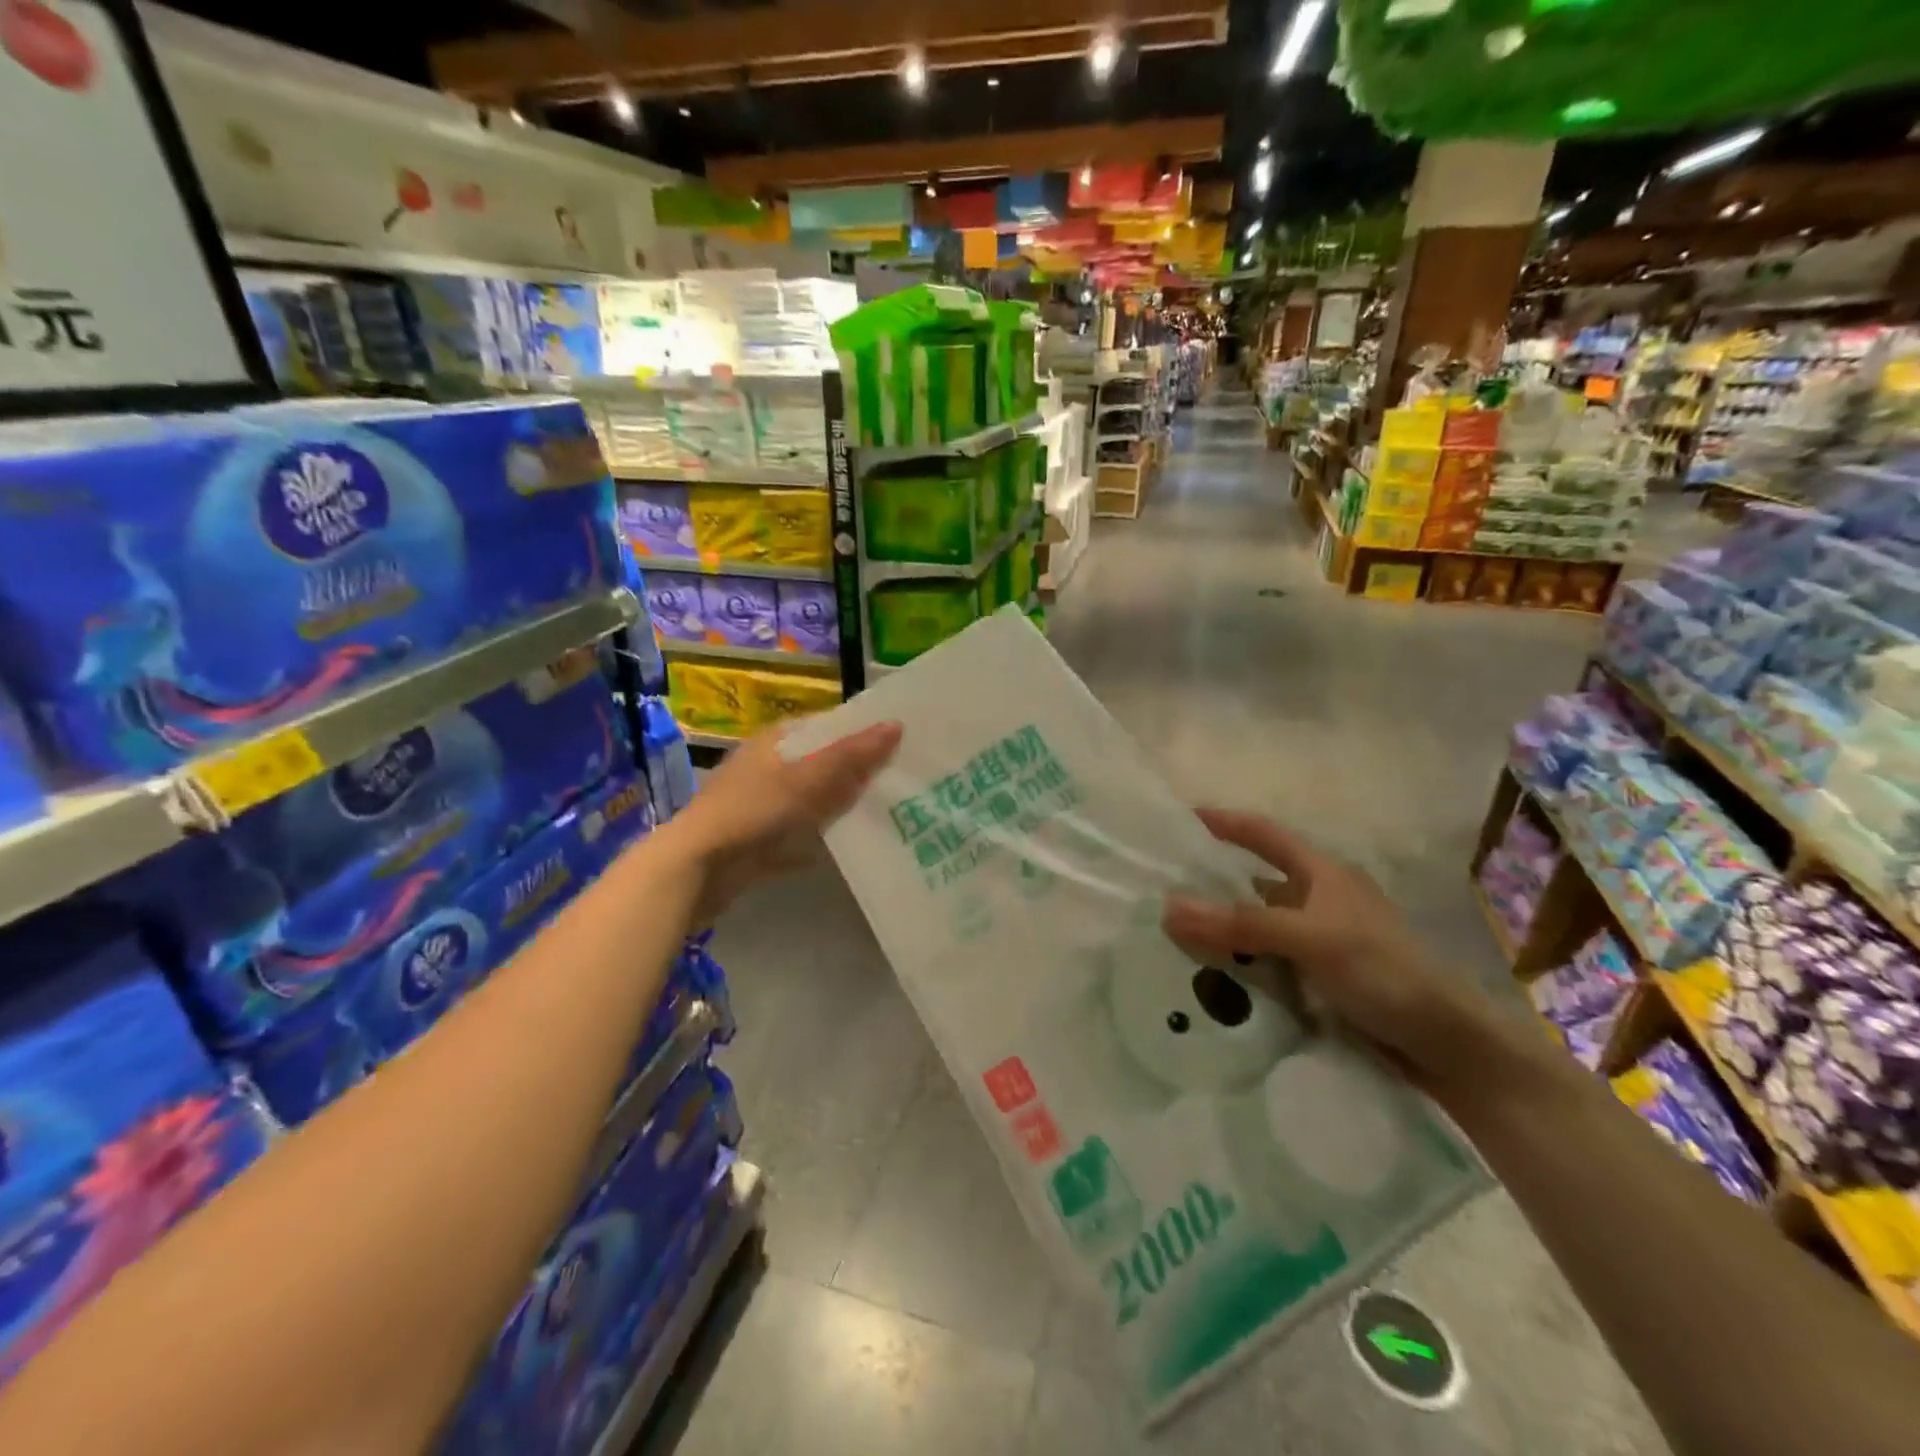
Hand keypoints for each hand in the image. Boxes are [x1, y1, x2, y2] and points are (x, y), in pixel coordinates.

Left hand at [660, 719, 900, 923]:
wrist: (696, 869)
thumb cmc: (752, 810)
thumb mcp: (807, 778)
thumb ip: (851, 755)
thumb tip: (896, 725)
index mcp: (776, 742)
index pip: (826, 726)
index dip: (861, 731)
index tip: (900, 741)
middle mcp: (769, 768)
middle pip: (823, 764)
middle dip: (858, 772)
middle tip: (903, 779)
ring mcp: (764, 805)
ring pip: (814, 801)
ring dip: (843, 807)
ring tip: (890, 812)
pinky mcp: (762, 840)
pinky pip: (802, 835)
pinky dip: (823, 839)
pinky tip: (853, 848)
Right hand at [1163, 809, 1498, 1089]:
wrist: (1446, 1044)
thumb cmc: (1384, 972)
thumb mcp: (1311, 939)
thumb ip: (1242, 924)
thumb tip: (1168, 908)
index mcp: (1322, 873)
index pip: (1264, 834)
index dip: (1224, 823)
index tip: (1181, 819)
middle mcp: (1318, 900)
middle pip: (1254, 881)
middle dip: (1212, 884)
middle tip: (1162, 889)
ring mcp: (1320, 940)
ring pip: (1258, 925)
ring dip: (1223, 929)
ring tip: (1174, 936)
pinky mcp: (1320, 976)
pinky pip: (1267, 960)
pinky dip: (1240, 963)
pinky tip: (1212, 976)